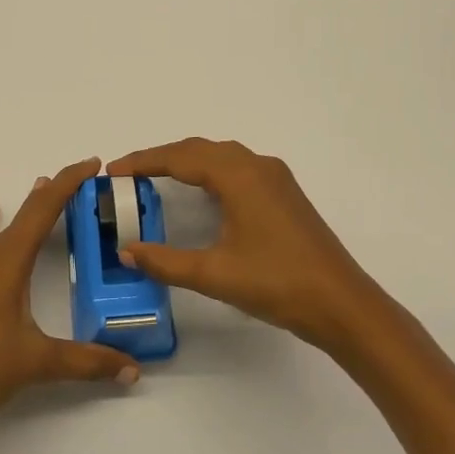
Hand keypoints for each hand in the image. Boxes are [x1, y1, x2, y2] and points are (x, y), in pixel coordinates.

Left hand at [0, 157, 139, 441]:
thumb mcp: (37, 363)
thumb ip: (87, 362)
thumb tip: (132, 369)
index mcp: (8, 263)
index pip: (43, 211)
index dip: (69, 184)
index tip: (93, 164)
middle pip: (24, 214)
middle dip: (54, 193)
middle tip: (83, 179)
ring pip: (1, 228)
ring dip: (24, 208)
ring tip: (39, 186)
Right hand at [108, 138, 390, 352]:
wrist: (342, 304)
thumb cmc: (277, 283)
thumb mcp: (214, 274)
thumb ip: (165, 262)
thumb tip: (127, 252)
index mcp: (239, 176)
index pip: (180, 157)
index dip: (143, 161)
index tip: (112, 171)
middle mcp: (258, 166)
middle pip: (200, 149)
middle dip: (162, 157)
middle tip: (128, 174)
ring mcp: (276, 179)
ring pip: (222, 156)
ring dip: (188, 161)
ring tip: (157, 177)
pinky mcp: (285, 195)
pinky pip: (238, 169)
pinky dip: (210, 171)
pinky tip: (203, 192)